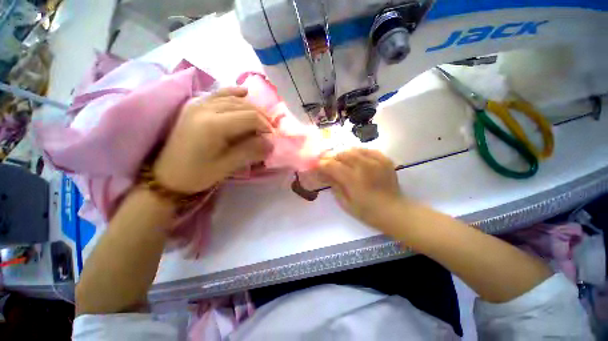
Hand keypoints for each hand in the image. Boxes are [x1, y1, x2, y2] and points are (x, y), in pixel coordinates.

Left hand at [153, 87, 272, 193]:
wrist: (168, 176)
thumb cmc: (198, 174)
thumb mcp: (227, 166)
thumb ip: (251, 151)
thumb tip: (271, 143)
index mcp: (213, 125)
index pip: (249, 117)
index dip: (265, 126)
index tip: (272, 137)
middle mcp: (205, 109)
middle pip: (243, 106)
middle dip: (260, 117)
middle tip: (268, 131)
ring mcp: (198, 105)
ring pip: (232, 99)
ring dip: (250, 108)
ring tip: (261, 120)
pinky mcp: (195, 106)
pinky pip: (218, 94)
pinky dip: (233, 93)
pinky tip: (244, 92)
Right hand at [318, 148, 404, 227]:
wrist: (394, 211)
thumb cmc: (367, 212)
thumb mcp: (345, 203)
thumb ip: (334, 186)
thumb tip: (325, 174)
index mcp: (353, 179)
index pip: (332, 165)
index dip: (322, 164)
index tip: (317, 166)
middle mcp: (364, 166)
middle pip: (342, 154)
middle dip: (331, 157)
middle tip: (327, 162)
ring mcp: (376, 161)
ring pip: (353, 149)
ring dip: (343, 154)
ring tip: (340, 160)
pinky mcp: (384, 159)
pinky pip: (367, 149)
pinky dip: (358, 152)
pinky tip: (355, 158)